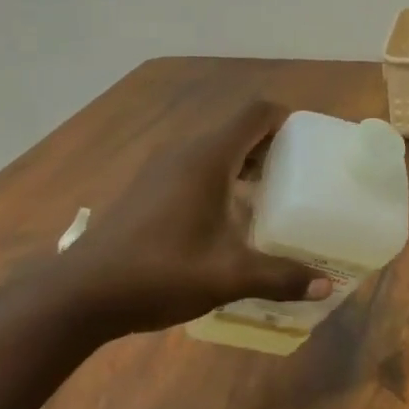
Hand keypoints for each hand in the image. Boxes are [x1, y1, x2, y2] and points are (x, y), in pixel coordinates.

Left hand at [54, 101, 330, 334]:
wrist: (81, 294)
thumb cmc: (160, 272)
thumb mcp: (228, 277)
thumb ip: (280, 277)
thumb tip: (326, 287)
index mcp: (208, 158)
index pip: (256, 114)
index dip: (287, 120)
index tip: (311, 145)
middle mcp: (185, 152)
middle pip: (238, 130)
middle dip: (273, 146)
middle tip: (301, 175)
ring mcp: (162, 169)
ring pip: (216, 150)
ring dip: (247, 163)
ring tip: (273, 196)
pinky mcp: (149, 189)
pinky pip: (197, 167)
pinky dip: (223, 178)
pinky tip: (231, 217)